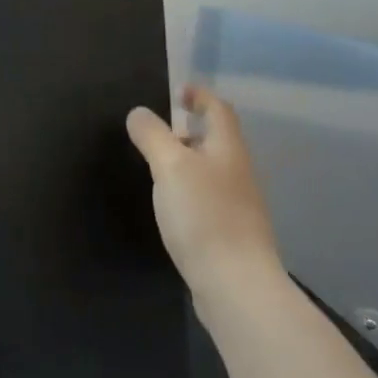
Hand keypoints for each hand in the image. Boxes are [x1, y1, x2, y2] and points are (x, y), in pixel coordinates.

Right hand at [126, 85, 284, 307]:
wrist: (236, 285)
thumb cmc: (204, 216)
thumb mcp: (170, 166)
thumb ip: (153, 136)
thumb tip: (139, 113)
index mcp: (227, 149)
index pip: (218, 110)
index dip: (200, 96)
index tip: (179, 92)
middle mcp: (238, 172)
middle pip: (217, 140)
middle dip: (191, 131)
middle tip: (159, 132)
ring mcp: (238, 205)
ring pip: (212, 171)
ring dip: (189, 162)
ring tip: (159, 169)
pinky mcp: (231, 234)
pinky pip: (209, 199)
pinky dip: (190, 191)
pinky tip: (172, 208)